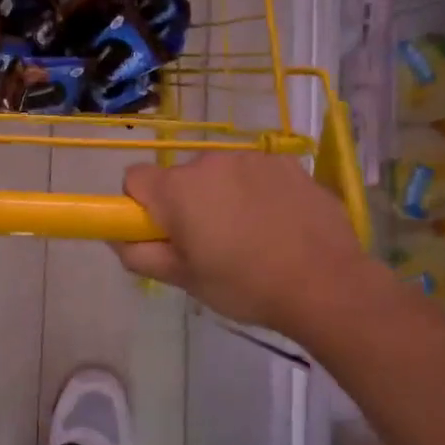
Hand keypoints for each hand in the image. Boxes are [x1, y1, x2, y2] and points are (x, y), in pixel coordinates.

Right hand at [112, 153, 372, 334]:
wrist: (327, 284)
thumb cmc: (245, 285)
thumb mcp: (183, 280)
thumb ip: (139, 255)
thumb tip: (117, 238)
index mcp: (178, 189)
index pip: (135, 178)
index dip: (140, 206)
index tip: (162, 233)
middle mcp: (210, 162)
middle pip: (180, 178)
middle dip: (186, 204)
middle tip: (209, 244)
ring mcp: (252, 159)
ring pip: (219, 175)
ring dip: (223, 197)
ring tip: (249, 237)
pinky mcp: (288, 163)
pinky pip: (255, 174)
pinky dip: (257, 193)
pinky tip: (278, 225)